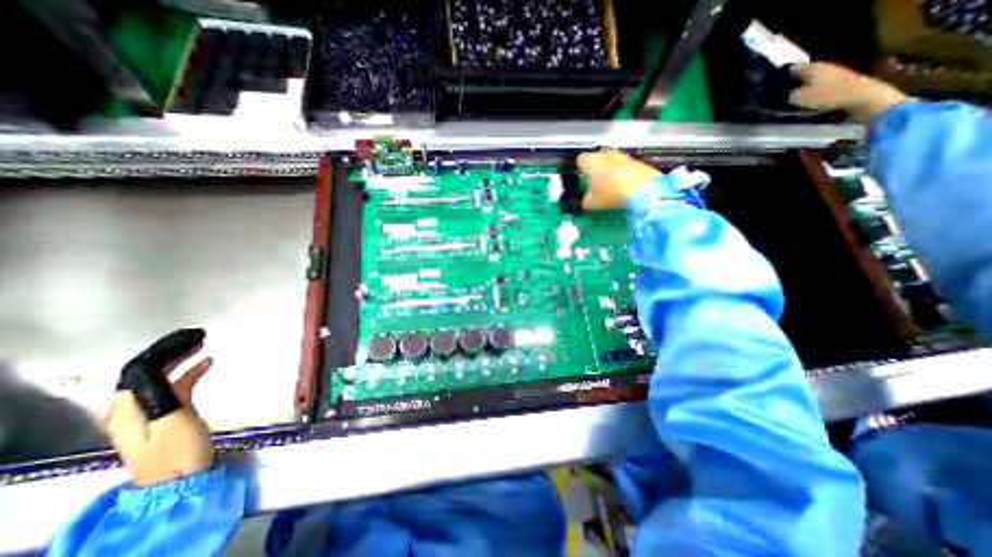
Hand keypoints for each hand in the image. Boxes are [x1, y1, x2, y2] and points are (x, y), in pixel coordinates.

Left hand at [109, 331, 212, 487]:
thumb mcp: (171, 420)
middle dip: (170, 353)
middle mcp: (132, 408)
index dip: (161, 351)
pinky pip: (175, 386)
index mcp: (128, 409)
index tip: (187, 337)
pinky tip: (207, 363)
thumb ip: (162, 394)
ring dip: (180, 360)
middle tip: (198, 337)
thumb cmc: (178, 451)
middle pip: (147, 373)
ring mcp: (151, 412)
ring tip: (202, 345)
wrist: (181, 481)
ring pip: (162, 378)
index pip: (138, 371)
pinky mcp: (168, 415)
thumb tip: (157, 369)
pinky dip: (189, 372)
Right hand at [579, 150, 660, 210]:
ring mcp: (621, 156)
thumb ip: (584, 201)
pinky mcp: (636, 161)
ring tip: (611, 185)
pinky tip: (624, 186)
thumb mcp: (591, 204)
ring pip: (611, 160)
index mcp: (590, 161)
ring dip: (610, 169)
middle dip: (595, 167)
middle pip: (596, 157)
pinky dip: (623, 173)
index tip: (582, 179)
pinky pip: (624, 166)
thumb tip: (585, 201)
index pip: (579, 160)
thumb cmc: (610, 194)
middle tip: (596, 182)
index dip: (580, 169)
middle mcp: (604, 154)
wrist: (642, 189)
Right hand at [788, 63, 909, 122]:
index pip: (797, 67)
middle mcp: (826, 67)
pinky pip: (824, 84)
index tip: (779, 77)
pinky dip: (817, 88)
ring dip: (808, 83)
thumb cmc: (828, 95)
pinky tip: (811, 95)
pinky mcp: (843, 82)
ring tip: (797, 91)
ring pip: (817, 77)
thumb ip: (793, 95)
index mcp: (815, 68)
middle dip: (799, 77)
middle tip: (786, 84)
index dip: (788, 71)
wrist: (861, 96)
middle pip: (809, 71)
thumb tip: (790, 93)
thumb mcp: (802, 98)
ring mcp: (837, 73)